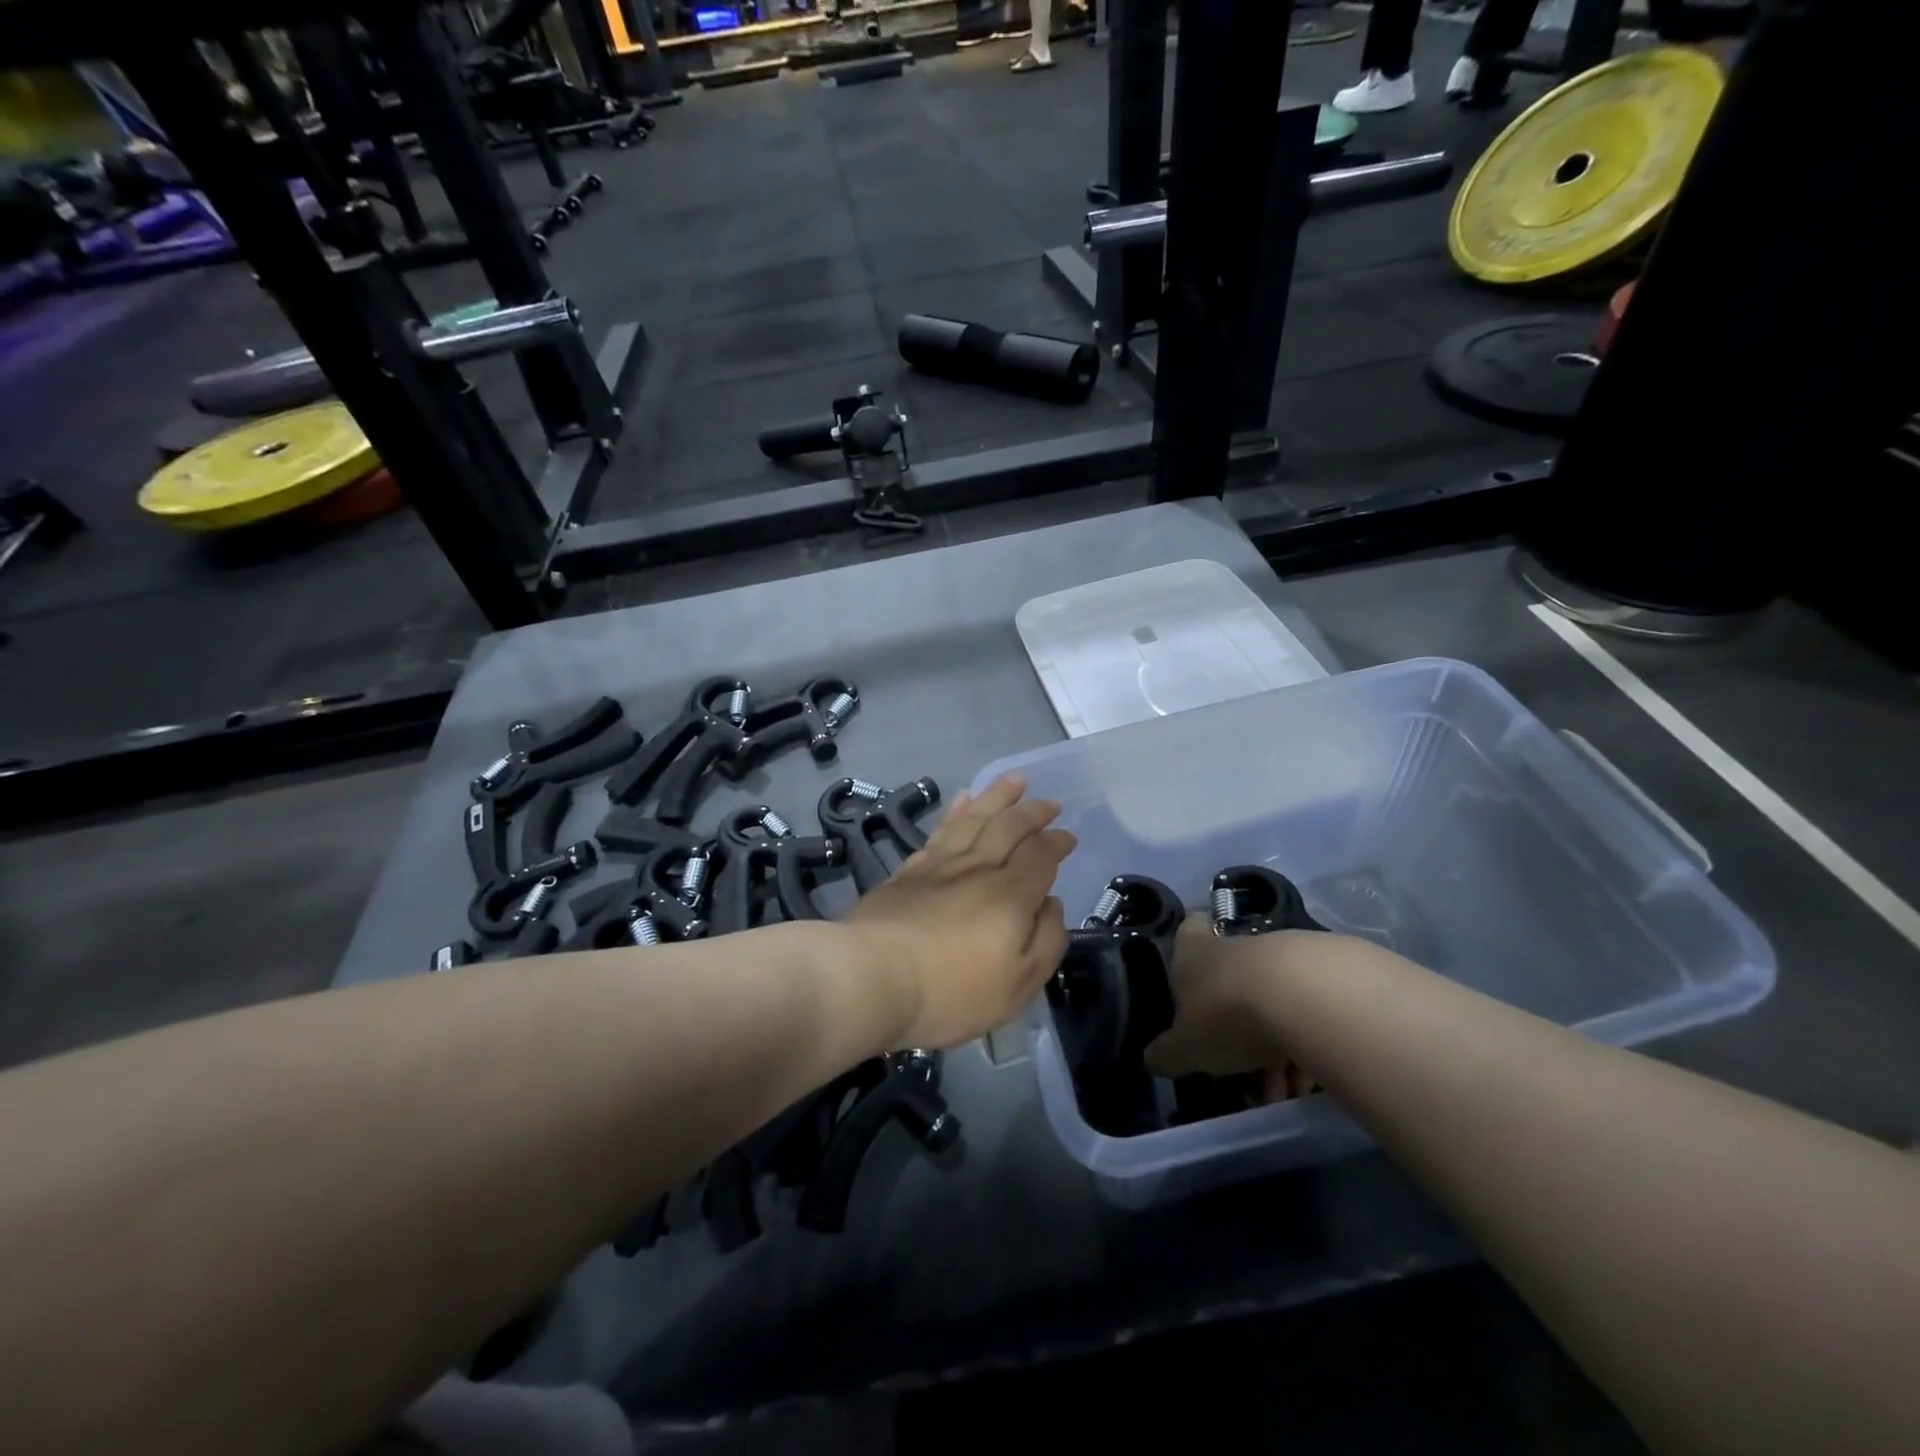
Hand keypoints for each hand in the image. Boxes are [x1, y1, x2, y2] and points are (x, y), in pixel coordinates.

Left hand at [846, 774, 1073, 1050]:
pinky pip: (939, 831)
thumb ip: (1045, 942)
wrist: (872, 977)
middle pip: (1009, 827)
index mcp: (1010, 895)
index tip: (1068, 835)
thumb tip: (1051, 904)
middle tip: (1048, 802)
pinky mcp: (907, 872)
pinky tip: (961, 801)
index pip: (1040, 856)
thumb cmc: (951, 992)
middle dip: (1032, 812)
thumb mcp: (1017, 986)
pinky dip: (955, 812)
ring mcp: (939, 866)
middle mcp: (977, 869)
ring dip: (996, 797)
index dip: (1056, 843)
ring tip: (1012, 781)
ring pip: (974, 819)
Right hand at [1145, 916, 1314, 1083]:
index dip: (1190, 941)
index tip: (1195, 971)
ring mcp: (1283, 957)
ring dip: (1277, 1047)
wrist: (1305, 997)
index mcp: (1195, 954)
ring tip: (1288, 1090)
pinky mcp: (1326, 973)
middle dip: (1239, 1030)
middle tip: (1248, 1075)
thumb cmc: (1227, 1015)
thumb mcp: (1186, 1047)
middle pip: (1232, 981)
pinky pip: (1310, 1013)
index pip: (1189, 929)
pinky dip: (1309, 1043)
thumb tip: (1152, 1058)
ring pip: (1273, 1002)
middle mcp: (1236, 948)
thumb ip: (1168, 1053)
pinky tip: (1314, 1078)